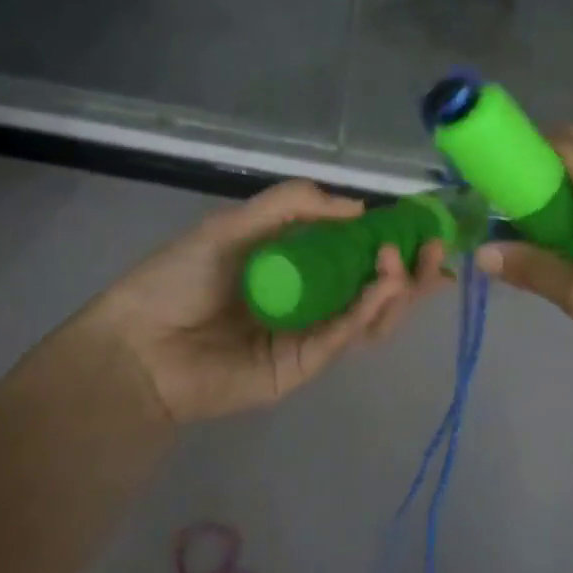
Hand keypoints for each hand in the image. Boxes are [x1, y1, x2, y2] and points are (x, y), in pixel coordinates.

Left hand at [85, 180, 447, 423]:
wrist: (139, 345)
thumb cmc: (179, 278)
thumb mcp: (234, 226)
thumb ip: (292, 207)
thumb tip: (357, 206)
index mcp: (293, 266)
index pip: (353, 252)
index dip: (390, 239)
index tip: (420, 224)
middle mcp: (308, 300)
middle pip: (371, 287)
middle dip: (407, 268)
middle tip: (433, 248)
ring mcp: (308, 335)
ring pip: (368, 315)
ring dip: (396, 289)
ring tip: (404, 263)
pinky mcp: (304, 366)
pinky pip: (344, 336)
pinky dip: (369, 310)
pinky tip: (384, 285)